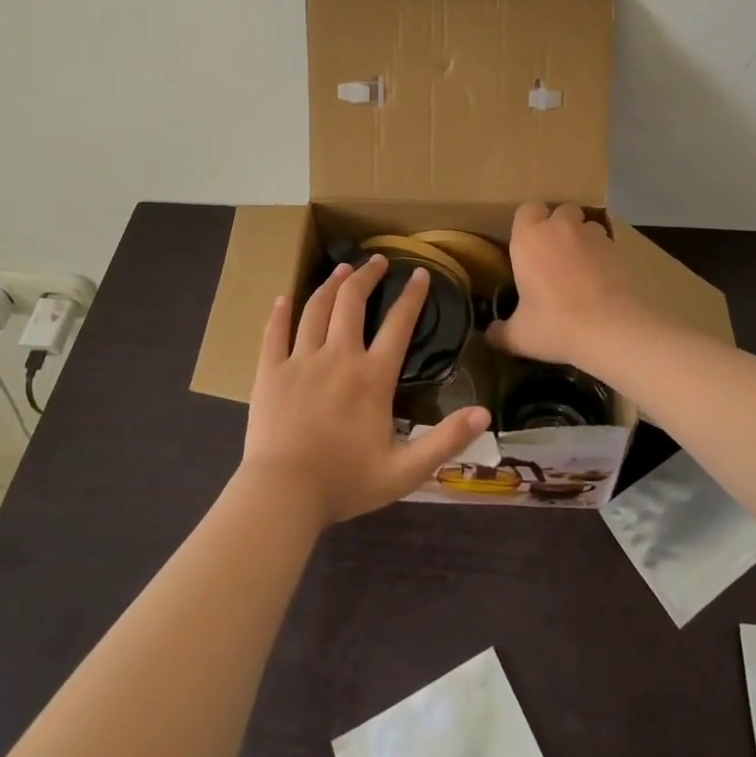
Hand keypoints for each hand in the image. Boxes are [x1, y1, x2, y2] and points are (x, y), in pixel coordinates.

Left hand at [240, 255, 491, 525]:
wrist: (283, 495)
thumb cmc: (345, 482)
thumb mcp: (405, 470)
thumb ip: (446, 440)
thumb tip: (485, 414)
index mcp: (372, 377)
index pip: (398, 325)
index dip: (412, 297)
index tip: (420, 274)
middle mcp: (338, 357)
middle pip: (352, 302)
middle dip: (367, 276)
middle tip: (377, 260)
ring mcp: (301, 361)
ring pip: (316, 309)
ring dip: (331, 284)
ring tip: (341, 269)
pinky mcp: (270, 372)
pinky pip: (275, 333)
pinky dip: (280, 312)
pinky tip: (284, 298)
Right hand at [486, 202, 648, 369]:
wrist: (611, 329)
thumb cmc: (555, 325)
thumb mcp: (519, 336)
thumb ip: (501, 332)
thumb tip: (490, 335)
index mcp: (529, 238)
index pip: (526, 209)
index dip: (529, 223)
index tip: (528, 245)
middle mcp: (560, 227)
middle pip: (561, 210)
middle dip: (559, 225)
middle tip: (554, 255)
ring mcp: (593, 235)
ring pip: (586, 225)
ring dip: (583, 238)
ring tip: (581, 267)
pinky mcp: (618, 248)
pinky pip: (606, 243)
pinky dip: (602, 255)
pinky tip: (601, 280)